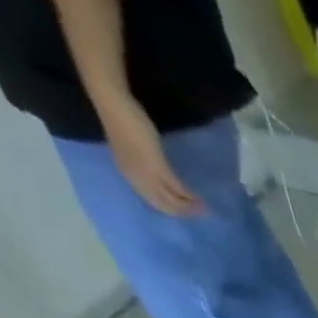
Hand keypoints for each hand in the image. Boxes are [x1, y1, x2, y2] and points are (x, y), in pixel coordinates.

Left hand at [99, 96, 204, 216]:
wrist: (113, 103)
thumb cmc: (121, 120)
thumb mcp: (133, 149)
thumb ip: (144, 163)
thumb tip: (161, 177)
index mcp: (129, 175)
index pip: (154, 202)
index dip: (172, 210)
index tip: (187, 213)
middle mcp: (138, 179)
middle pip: (165, 205)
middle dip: (184, 212)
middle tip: (201, 214)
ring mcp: (147, 173)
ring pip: (172, 200)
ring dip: (190, 207)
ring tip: (204, 208)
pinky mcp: (157, 166)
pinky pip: (177, 187)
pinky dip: (189, 195)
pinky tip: (198, 196)